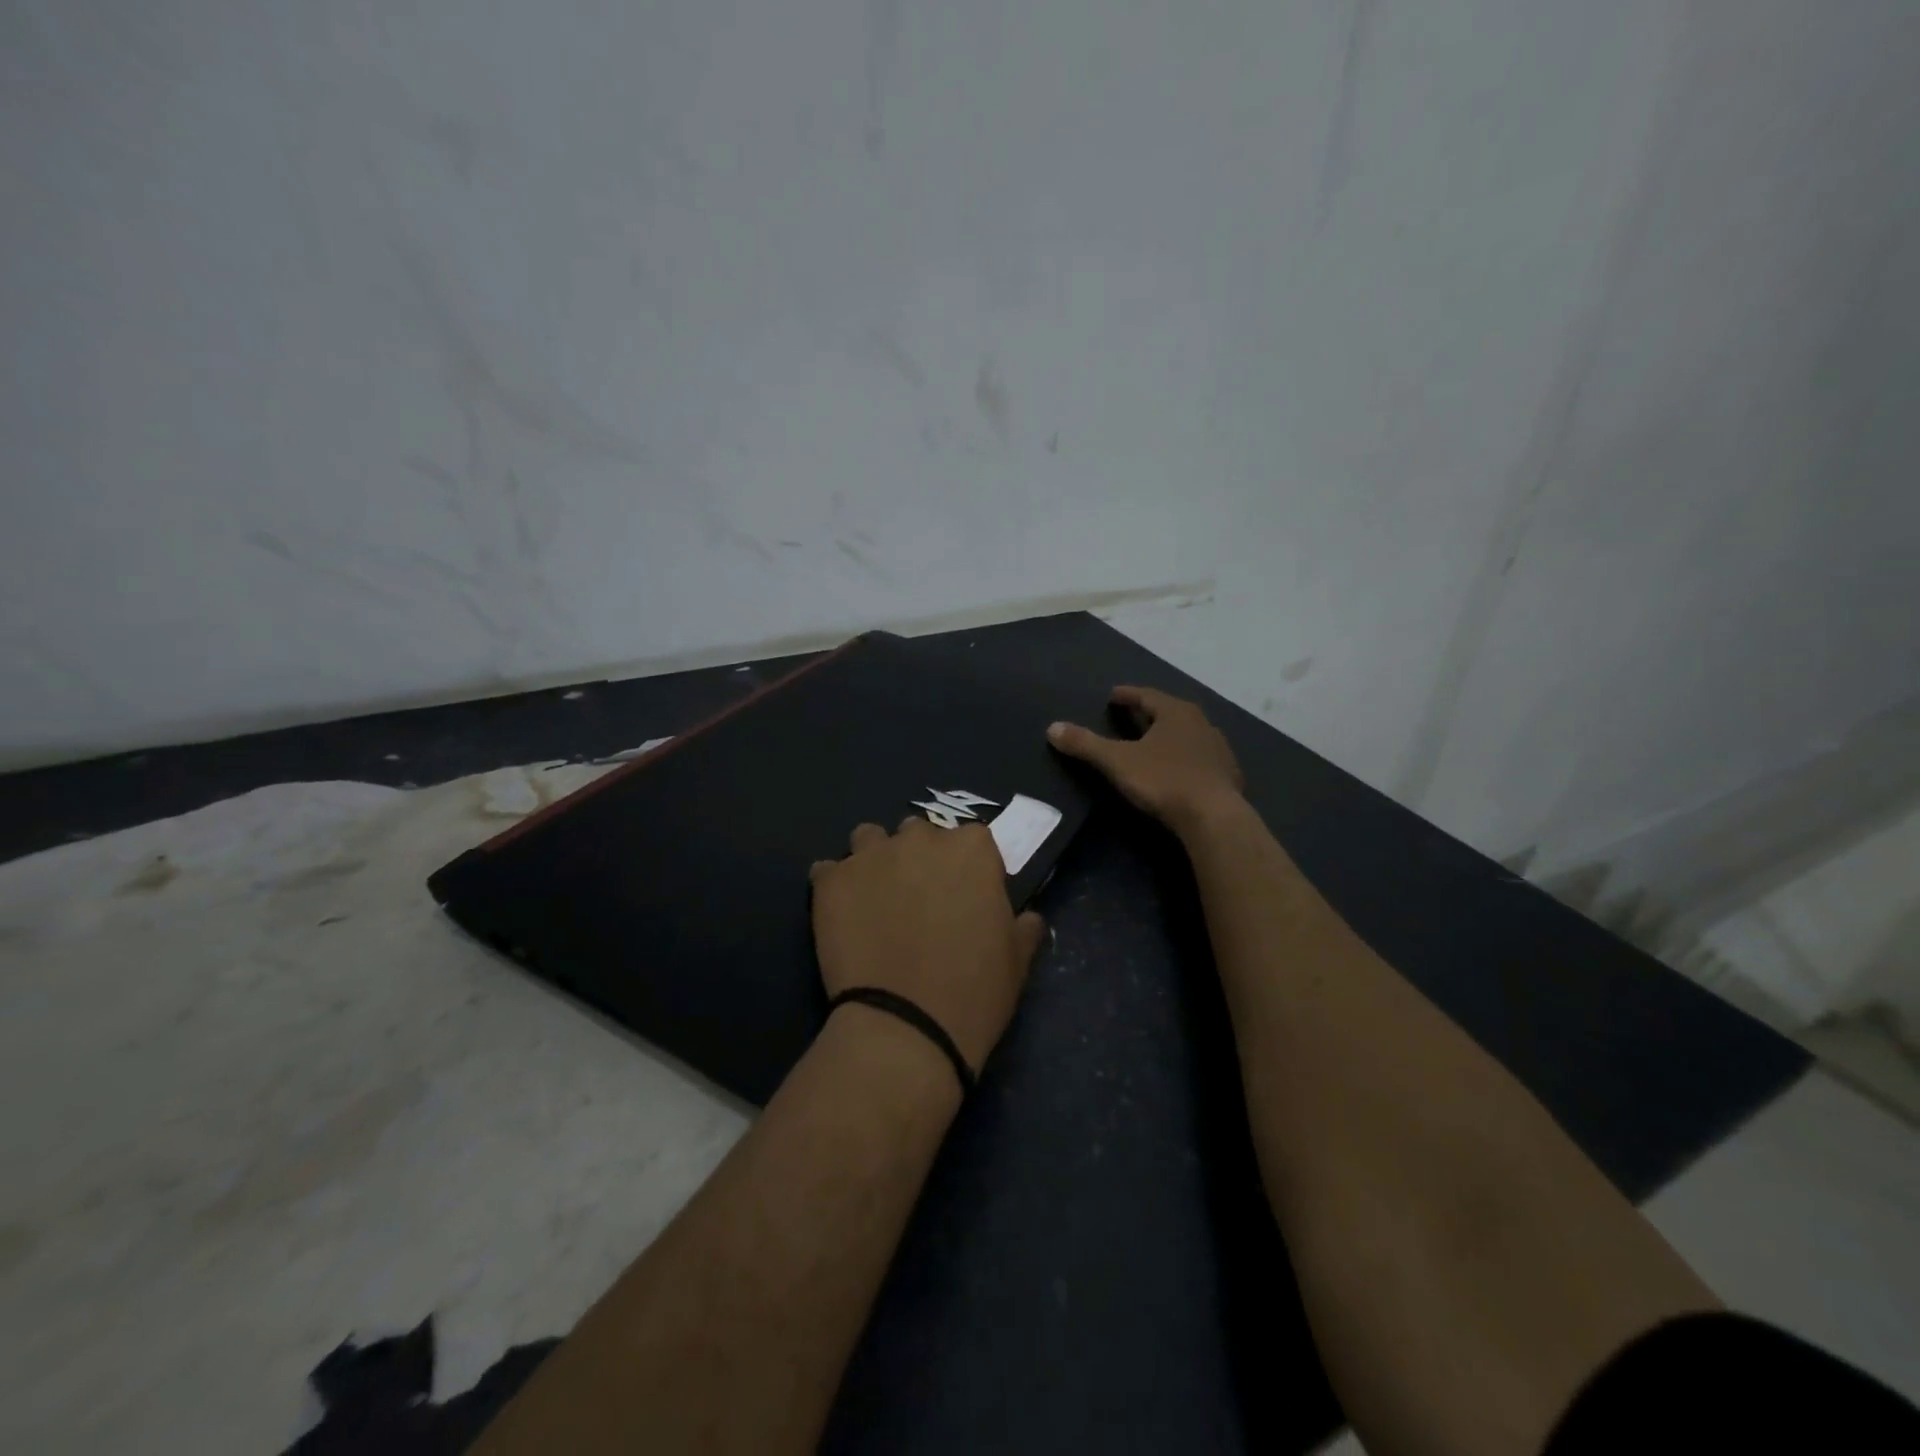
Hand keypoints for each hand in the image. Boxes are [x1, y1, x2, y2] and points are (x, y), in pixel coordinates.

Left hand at [811, 818, 1046, 1071]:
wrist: (906, 1028)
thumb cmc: (974, 992)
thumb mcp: (1017, 960)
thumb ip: (1023, 926)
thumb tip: (1027, 918)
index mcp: (971, 849)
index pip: (971, 840)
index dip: (967, 869)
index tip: (964, 898)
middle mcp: (920, 839)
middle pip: (918, 834)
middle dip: (918, 859)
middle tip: (917, 902)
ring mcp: (870, 856)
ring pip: (869, 840)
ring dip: (874, 861)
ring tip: (874, 901)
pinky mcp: (831, 882)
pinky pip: (827, 870)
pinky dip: (835, 887)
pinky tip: (841, 916)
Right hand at [1047, 686, 1244, 831]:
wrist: (1214, 818)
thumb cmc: (1164, 781)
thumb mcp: (1117, 762)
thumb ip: (1085, 744)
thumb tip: (1052, 727)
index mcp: (1176, 713)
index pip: (1147, 696)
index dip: (1128, 695)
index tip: (1113, 695)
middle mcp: (1202, 724)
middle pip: (1170, 713)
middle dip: (1149, 714)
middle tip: (1131, 716)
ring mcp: (1219, 750)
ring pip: (1188, 735)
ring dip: (1170, 736)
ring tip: (1153, 743)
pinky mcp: (1228, 776)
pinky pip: (1200, 759)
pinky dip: (1185, 758)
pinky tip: (1177, 770)